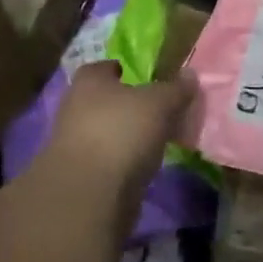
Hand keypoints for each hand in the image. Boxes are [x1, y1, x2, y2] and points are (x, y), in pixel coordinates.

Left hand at [45, 62, 195, 208]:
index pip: (105, 67)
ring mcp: (73, 143)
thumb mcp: (159, 104)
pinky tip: (143, 165)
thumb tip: (189, 73)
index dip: (125, 70)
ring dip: (125, 135)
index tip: (148, 79)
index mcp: (89, 81)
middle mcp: (74, 106)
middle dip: (127, 105)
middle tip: (158, 110)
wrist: (89, 195)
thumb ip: (175, 88)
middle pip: (104, 100)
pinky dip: (122, 160)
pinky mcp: (79, 175)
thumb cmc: (121, 133)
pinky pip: (106, 159)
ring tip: (156, 139)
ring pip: (105, 131)